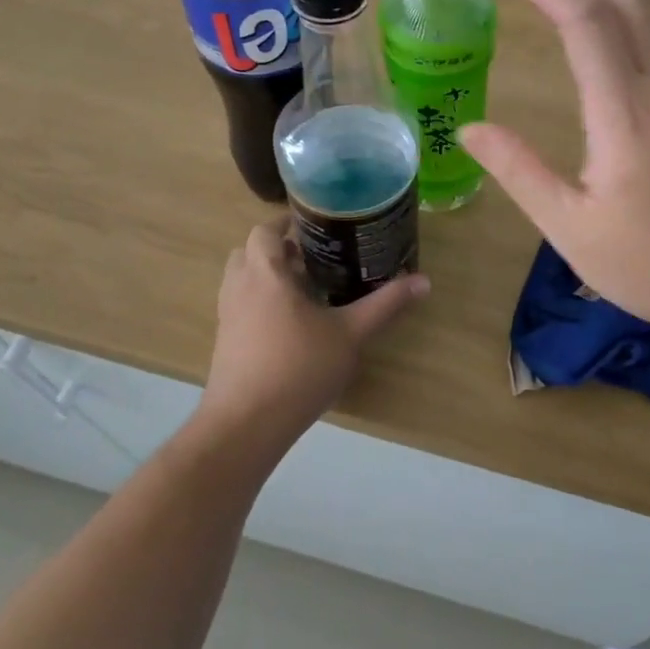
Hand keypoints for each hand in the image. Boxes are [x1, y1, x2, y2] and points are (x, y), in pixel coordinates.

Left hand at [197, 218, 428, 452]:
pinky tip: (291, 325)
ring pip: (243, 280)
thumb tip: (424, 280)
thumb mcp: (350, 334)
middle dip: (279, 250)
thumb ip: (385, 304)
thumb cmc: (298, 368)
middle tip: (314, 258)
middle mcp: (239, 287)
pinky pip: (241, 305)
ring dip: (268, 276)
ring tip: (306, 290)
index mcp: (265, 273)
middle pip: (250, 252)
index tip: (316, 227)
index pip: (265, 230)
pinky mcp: (225, 341)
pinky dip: (261, 302)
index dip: (286, 223)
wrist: (245, 425)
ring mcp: (227, 315)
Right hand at [459, 0, 649, 346]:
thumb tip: (471, 129)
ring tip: (564, 12)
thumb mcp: (569, 227)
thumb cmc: (649, 264)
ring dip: (607, 2)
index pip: (589, 25)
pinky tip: (603, 56)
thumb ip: (519, 170)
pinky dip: (626, 29)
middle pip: (631, 5)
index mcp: (625, 116)